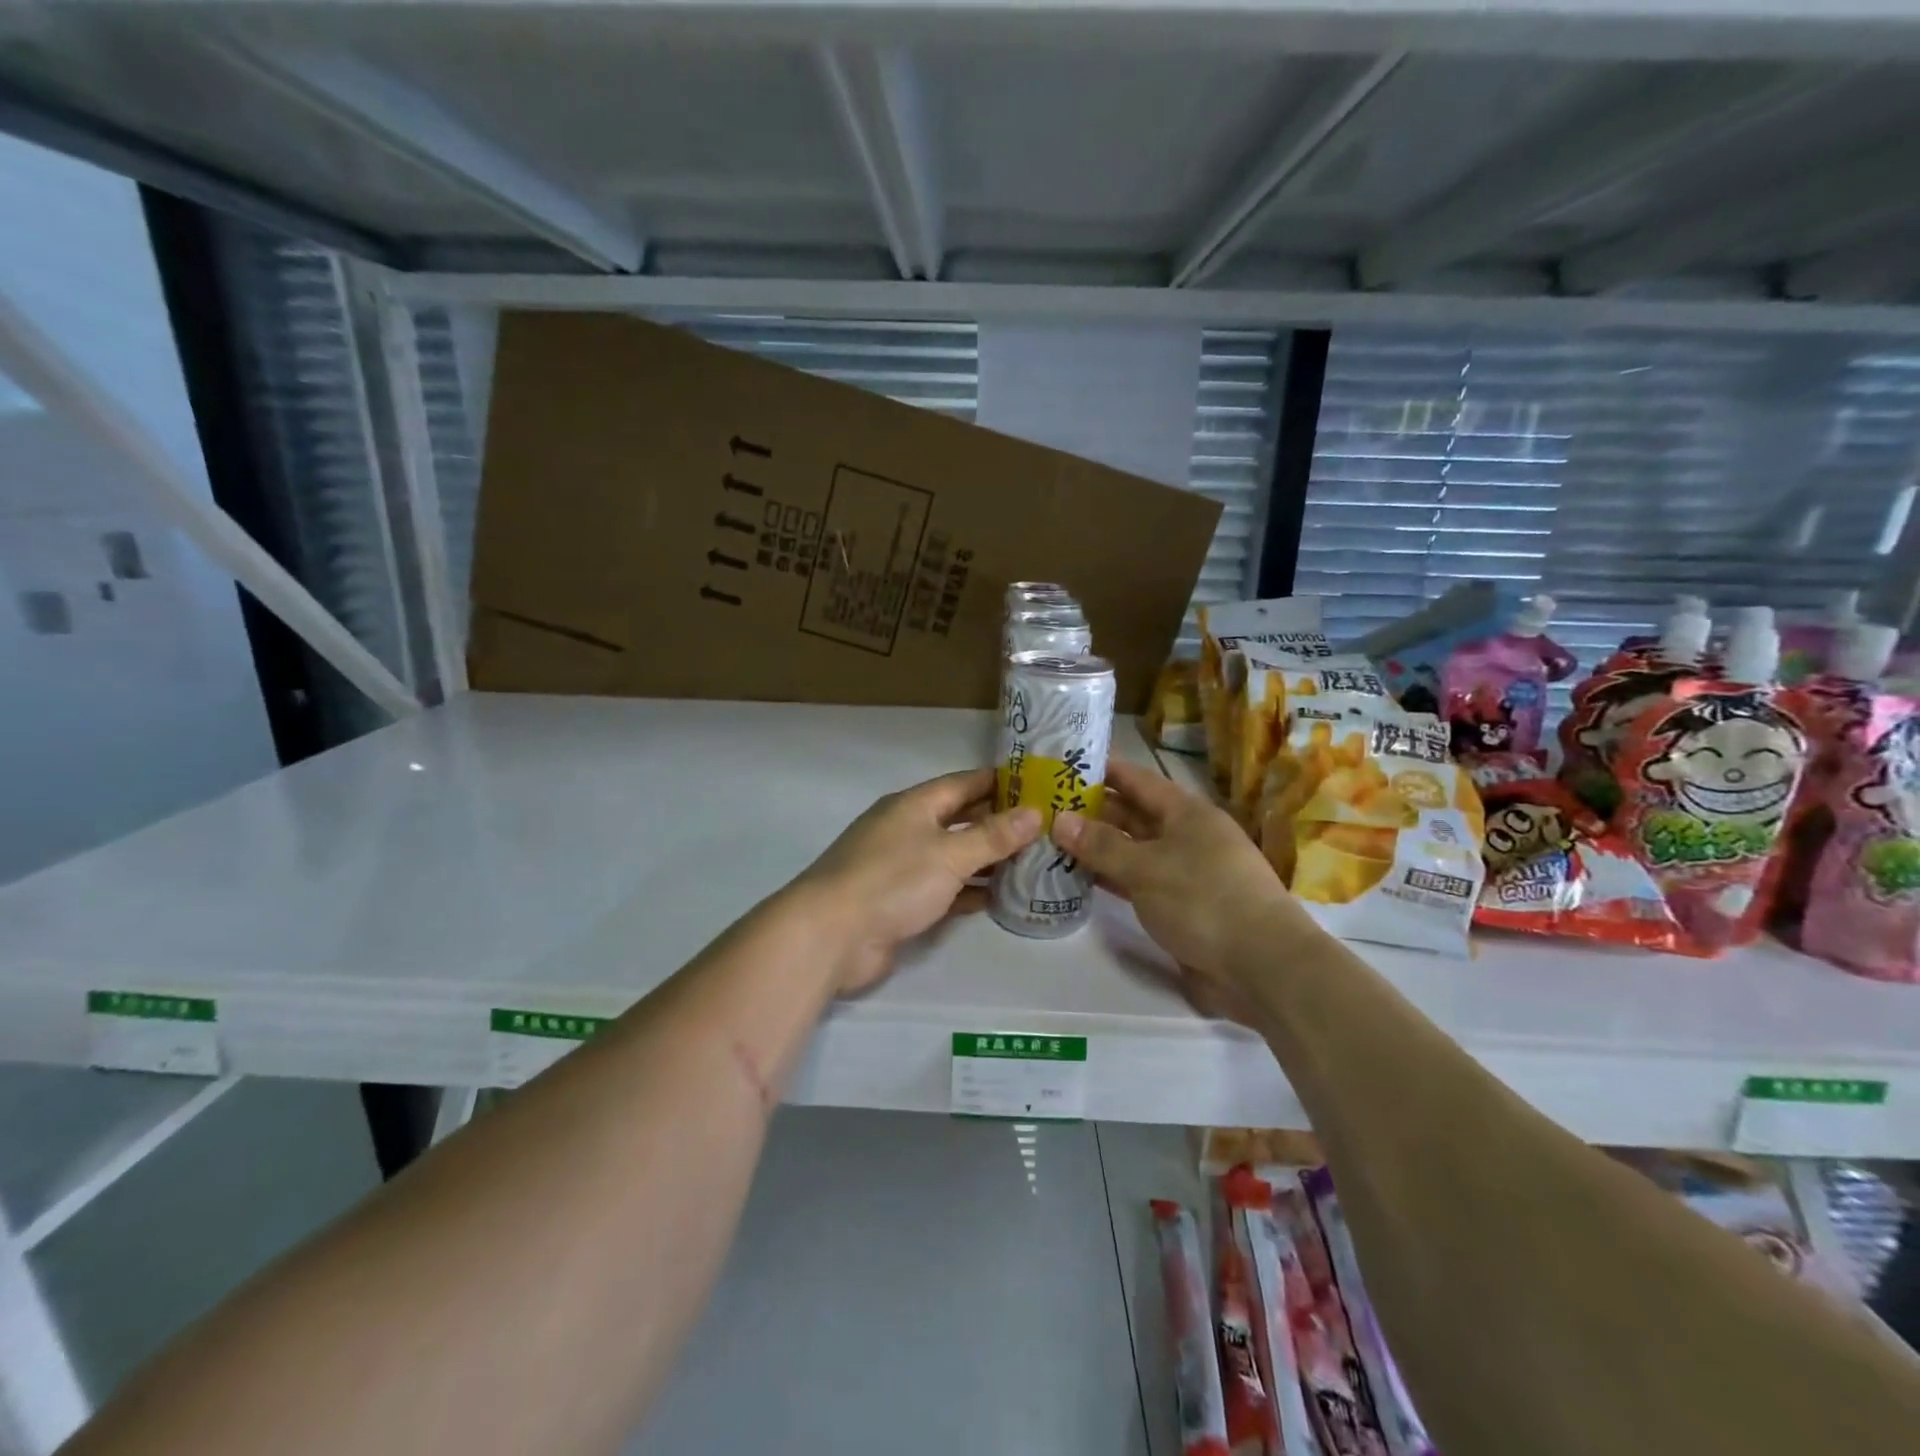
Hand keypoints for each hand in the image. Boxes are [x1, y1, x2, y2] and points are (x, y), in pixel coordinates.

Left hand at [797, 768, 1042, 994]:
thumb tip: (1035, 813)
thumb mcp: (949, 854)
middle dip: (999, 822)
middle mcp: (908, 830)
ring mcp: (903, 868)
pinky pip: (946, 890)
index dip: (999, 781)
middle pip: (961, 819)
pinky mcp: (902, 903)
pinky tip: (1003, 897)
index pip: (964, 783)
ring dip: (989, 859)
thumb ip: (993, 836)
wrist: (831, 936)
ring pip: (955, 856)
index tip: (1037, 784)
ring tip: (1034, 861)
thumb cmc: (892, 881)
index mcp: (914, 805)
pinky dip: (971, 891)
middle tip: (1045, 826)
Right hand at [1053, 758, 1314, 1002]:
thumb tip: (1059, 820)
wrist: (1261, 967)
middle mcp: (1185, 836)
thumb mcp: (1147, 867)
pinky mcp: (1178, 907)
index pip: (1136, 779)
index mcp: (1186, 812)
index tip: (1062, 764)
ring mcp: (1182, 873)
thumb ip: (1101, 844)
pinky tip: (1076, 878)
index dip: (1101, 770)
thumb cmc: (1204, 900)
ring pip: (1131, 850)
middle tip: (1043, 807)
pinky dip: (1109, 878)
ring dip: (1096, 847)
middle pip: (1132, 814)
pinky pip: (1135, 882)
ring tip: (1050, 840)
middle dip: (1091, 810)